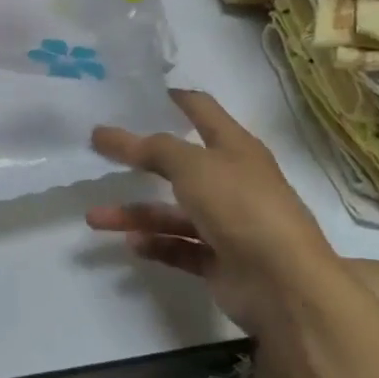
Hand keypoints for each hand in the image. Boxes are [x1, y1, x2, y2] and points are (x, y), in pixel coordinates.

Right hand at [87, 88, 341, 328]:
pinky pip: (179, 247)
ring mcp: (227, 224)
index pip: (202, 110)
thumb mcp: (192, 166)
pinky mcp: (220, 260)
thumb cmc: (241, 207)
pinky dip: (156, 244)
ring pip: (171, 212)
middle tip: (99, 152)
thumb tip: (104, 132)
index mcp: (235, 148)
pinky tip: (131, 244)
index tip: (139, 93)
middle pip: (179, 164)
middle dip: (140, 160)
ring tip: (94, 218)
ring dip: (134, 214)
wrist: (284, 284)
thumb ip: (149, 148)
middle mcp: (232, 181)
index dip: (175, 98)